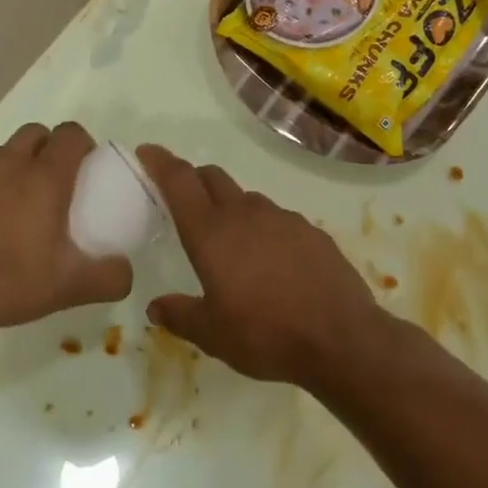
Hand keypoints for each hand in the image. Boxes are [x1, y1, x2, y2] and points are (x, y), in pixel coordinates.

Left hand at [0, 122, 131, 341]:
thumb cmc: (3, 283)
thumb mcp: (67, 288)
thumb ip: (109, 278)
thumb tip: (127, 272)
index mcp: (44, 177)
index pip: (71, 134)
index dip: (82, 144)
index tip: (86, 169)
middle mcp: (7, 164)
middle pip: (35, 133)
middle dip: (48, 148)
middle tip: (53, 185)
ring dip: (13, 168)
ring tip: (14, 208)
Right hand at [136, 145, 389, 389]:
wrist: (339, 336)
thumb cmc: (265, 334)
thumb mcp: (212, 334)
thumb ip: (180, 315)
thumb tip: (156, 306)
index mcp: (212, 233)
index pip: (180, 182)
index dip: (161, 162)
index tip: (148, 151)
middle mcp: (246, 214)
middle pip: (214, 179)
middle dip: (194, 180)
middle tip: (183, 198)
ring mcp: (283, 218)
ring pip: (247, 199)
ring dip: (231, 207)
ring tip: (229, 241)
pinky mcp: (311, 231)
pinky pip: (278, 219)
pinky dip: (264, 229)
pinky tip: (271, 260)